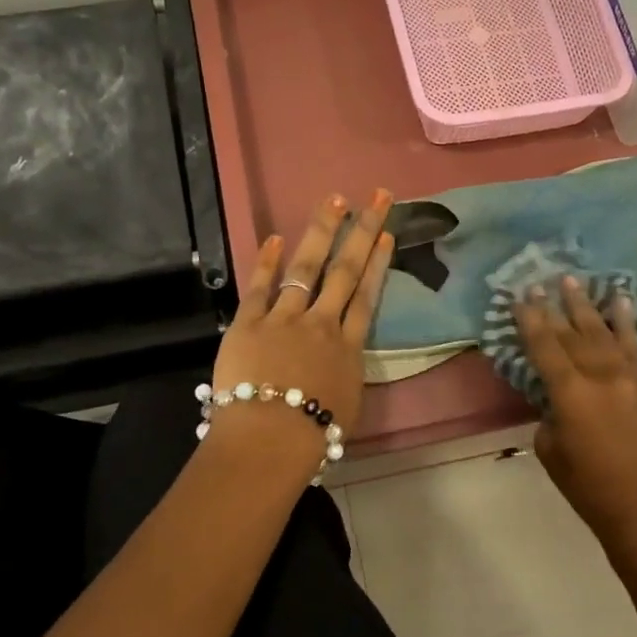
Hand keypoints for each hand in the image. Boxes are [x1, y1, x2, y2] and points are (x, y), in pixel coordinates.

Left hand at [209, 189, 394, 472]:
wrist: (270, 439)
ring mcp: (285, 319)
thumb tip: (341, 360)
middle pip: (346, 270)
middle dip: (363, 231)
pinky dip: (267, 261)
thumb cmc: (312, 437)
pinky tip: (275, 237)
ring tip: (334, 200)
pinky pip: (260, 287)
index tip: (387, 234)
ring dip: (321, 231)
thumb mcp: (346, 406)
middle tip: (376, 197)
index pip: (366, 296)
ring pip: (307, 267)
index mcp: (348, 348)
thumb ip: (345, 374)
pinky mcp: (250, 323)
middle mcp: (321, 324)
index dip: (378, 263)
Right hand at [515, 277, 636, 545]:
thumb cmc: (586, 485)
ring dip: (585, 305)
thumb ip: (550, 411)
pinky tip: (621, 301)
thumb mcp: (550, 448)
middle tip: (540, 281)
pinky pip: (634, 345)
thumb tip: (556, 394)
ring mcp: (627, 377)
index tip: (520, 296)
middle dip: (553, 306)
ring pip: (602, 332)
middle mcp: (599, 375)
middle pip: (571, 333)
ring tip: (572, 280)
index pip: (544, 346)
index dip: (530, 319)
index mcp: (570, 393)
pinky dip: (627, 321)